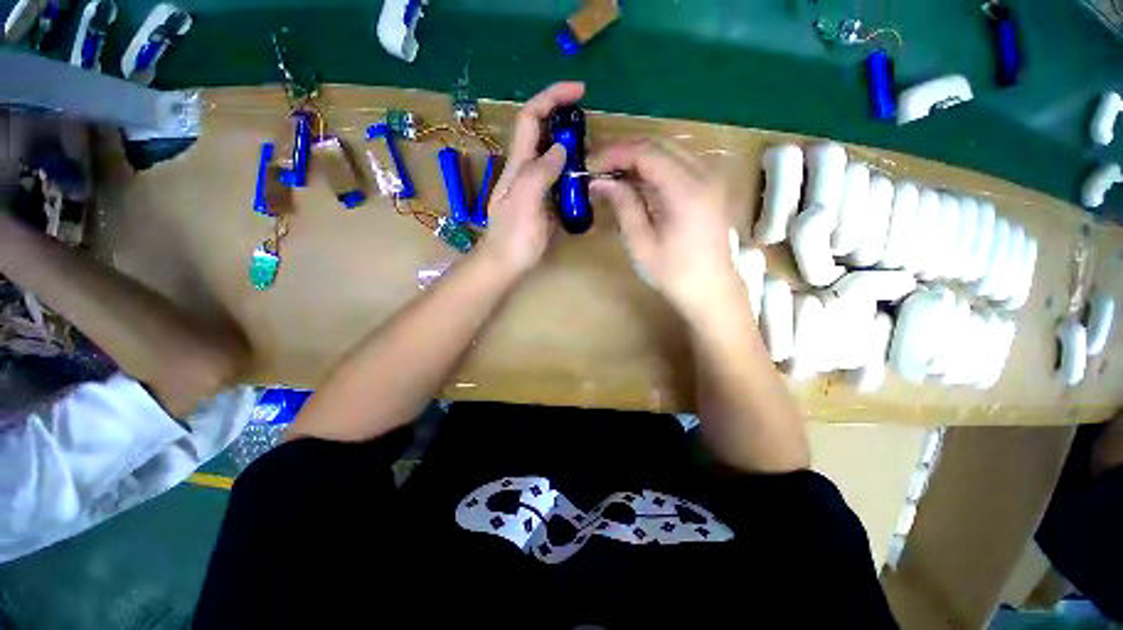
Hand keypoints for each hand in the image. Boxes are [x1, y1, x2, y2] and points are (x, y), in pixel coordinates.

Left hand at [479, 82, 585, 273]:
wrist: (505, 264)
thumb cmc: (513, 237)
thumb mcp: (524, 203)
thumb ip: (540, 173)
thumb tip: (562, 148)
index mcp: (519, 165)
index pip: (531, 118)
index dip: (552, 97)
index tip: (580, 91)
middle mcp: (526, 169)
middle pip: (543, 132)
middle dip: (565, 120)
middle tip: (592, 130)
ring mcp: (535, 186)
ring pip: (553, 155)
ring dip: (573, 147)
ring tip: (595, 154)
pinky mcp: (544, 201)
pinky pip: (560, 178)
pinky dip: (574, 172)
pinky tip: (587, 180)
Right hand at [590, 140, 742, 320]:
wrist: (713, 291)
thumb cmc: (674, 274)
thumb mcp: (641, 243)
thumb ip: (623, 205)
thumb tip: (600, 181)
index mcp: (686, 189)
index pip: (646, 152)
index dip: (615, 154)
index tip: (591, 166)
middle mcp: (704, 174)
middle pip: (659, 145)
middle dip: (625, 152)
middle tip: (599, 169)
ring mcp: (712, 179)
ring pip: (670, 151)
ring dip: (640, 159)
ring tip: (614, 176)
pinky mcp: (712, 188)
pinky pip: (680, 165)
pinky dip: (656, 169)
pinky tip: (639, 183)